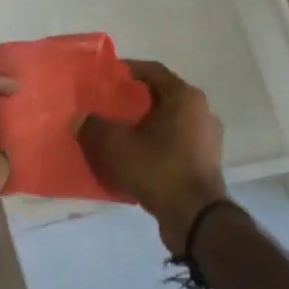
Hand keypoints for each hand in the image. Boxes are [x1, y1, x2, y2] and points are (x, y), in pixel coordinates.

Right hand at [78, 61, 227, 253]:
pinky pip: (175, 144)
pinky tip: (135, 157)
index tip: (106, 76)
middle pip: (162, 96)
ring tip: (118, 132)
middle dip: (134, 100)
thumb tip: (80, 119)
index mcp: (184, 97)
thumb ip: (94, 126)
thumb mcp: (115, 145)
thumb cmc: (158, 169)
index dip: (128, 70)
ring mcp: (207, 139)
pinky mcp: (205, 163)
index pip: (153, 70)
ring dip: (145, 124)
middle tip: (108, 105)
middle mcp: (201, 112)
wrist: (195, 218)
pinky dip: (155, 145)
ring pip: (169, 122)